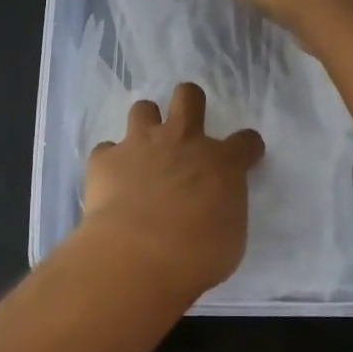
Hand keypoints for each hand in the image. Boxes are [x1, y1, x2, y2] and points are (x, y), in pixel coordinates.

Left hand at [83, 83, 264, 299]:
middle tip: (186, 128)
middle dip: (190, 103)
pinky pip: (106, 149)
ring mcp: (141, 144)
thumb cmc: (197, 255)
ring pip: (143, 108)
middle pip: (189, 96)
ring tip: (143, 149)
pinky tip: (111, 181)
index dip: (246, 148)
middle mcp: (183, 141)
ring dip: (145, 125)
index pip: (246, 141)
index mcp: (221, 162)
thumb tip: (214, 205)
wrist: (138, 255)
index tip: (244, 158)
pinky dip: (110, 162)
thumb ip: (224, 208)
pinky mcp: (105, 159)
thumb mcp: (231, 236)